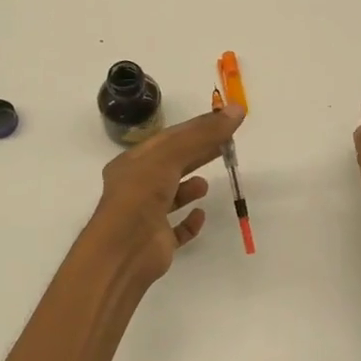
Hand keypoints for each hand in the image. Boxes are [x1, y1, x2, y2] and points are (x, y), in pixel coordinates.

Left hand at [84, 104, 245, 290]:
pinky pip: (176, 229)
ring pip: (171, 196)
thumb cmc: (141, 195)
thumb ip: (203, 134)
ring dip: (189, 187)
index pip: (167, 140)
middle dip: (196, 154)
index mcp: (132, 163)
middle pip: (171, 165)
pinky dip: (189, 222)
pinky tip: (200, 215)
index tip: (223, 123)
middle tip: (225, 145)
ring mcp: (145, 216)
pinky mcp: (157, 242)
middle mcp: (136, 187)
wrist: (123, 250)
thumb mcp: (170, 156)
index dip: (196, 129)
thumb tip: (236, 110)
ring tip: (206, 183)